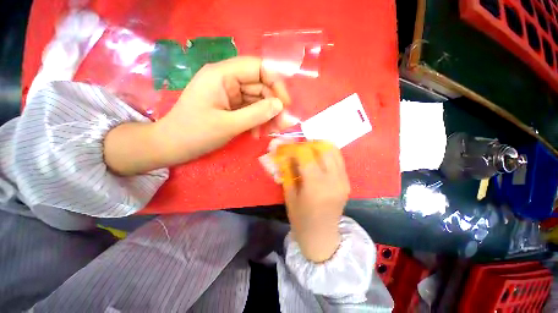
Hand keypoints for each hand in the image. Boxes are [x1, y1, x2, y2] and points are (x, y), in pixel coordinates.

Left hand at [105, 56, 292, 175]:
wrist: (172, 146)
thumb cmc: (195, 134)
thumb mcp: (229, 125)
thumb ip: (256, 114)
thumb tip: (280, 106)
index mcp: (222, 75)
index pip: (258, 68)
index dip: (276, 83)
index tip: (285, 104)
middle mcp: (227, 79)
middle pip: (260, 86)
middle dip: (272, 106)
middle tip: (280, 126)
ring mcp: (228, 93)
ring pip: (257, 99)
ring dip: (266, 116)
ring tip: (268, 133)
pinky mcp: (229, 105)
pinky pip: (250, 109)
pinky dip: (257, 121)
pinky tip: (257, 134)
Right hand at [284, 142, 349, 262]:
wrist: (322, 236)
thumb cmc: (301, 219)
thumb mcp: (289, 195)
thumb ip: (287, 171)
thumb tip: (283, 154)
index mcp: (316, 186)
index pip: (305, 155)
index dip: (293, 147)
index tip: (285, 148)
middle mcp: (333, 180)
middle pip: (323, 148)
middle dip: (307, 144)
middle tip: (297, 148)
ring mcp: (343, 180)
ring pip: (333, 150)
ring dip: (319, 146)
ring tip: (307, 151)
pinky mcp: (347, 181)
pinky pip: (338, 159)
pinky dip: (327, 153)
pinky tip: (317, 158)